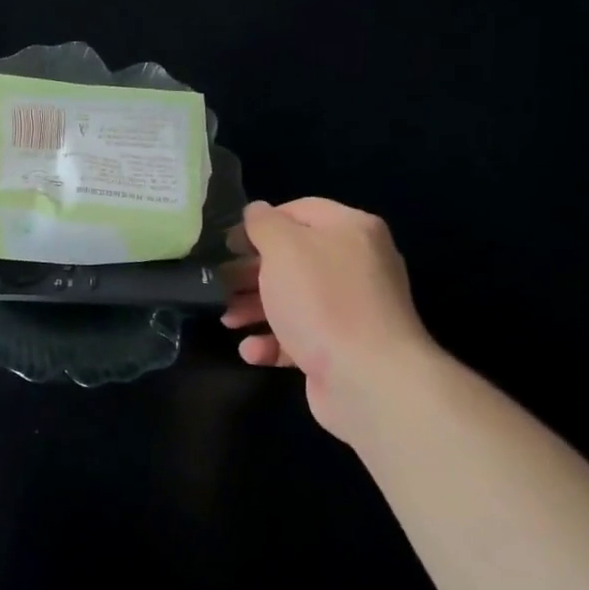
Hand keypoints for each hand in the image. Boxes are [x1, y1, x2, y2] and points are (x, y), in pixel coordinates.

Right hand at [221, 198, 437, 442]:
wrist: (368, 379)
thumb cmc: (322, 301)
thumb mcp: (284, 248)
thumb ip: (264, 224)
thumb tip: (256, 212)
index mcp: (351, 230)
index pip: (299, 210)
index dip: (260, 223)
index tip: (227, 244)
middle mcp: (356, 264)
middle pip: (293, 258)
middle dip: (251, 272)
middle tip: (220, 284)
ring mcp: (351, 309)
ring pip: (293, 299)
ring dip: (254, 308)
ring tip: (228, 321)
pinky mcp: (341, 348)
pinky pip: (300, 336)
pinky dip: (273, 342)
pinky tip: (252, 351)